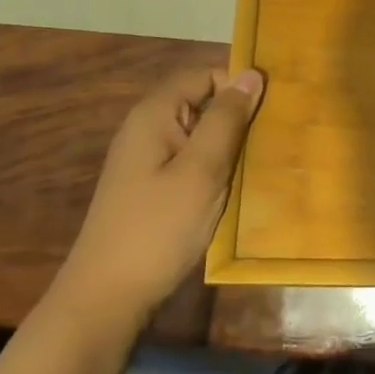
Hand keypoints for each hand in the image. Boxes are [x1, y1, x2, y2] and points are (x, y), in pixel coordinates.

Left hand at [63, 66, 263, 322]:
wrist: (105, 300)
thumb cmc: (158, 229)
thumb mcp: (202, 170)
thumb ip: (227, 119)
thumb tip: (251, 74)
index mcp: (154, 114)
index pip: (204, 74)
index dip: (237, 86)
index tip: (270, 111)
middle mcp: (146, 128)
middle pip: (200, 102)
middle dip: (235, 117)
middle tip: (269, 141)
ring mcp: (145, 160)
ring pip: (197, 134)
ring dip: (226, 146)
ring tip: (257, 166)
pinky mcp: (149, 188)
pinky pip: (188, 160)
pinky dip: (211, 168)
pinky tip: (230, 190)